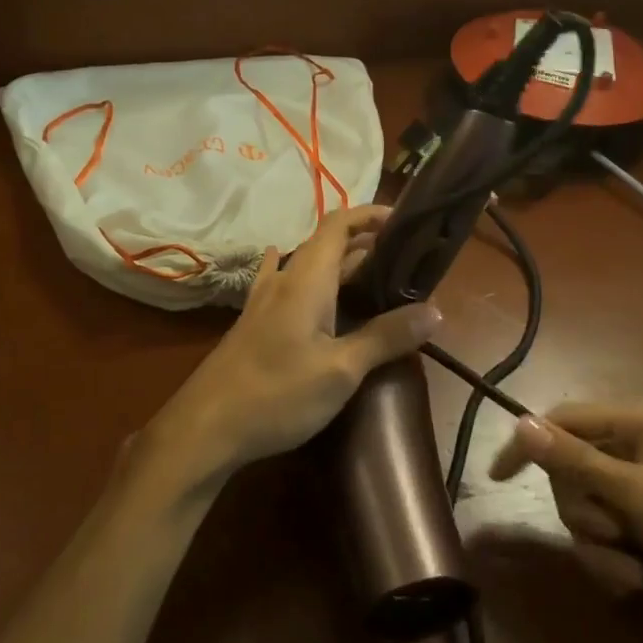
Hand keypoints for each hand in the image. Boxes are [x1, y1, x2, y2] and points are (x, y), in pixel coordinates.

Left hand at [144, 205, 441, 491]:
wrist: (206, 427)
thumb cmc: (277, 394)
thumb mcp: (341, 370)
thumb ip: (386, 337)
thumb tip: (435, 311)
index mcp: (306, 280)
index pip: (338, 224)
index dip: (370, 215)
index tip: (404, 222)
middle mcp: (284, 280)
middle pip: (326, 244)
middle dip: (365, 244)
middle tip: (404, 261)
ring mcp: (265, 302)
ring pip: (308, 267)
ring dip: (340, 264)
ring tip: (374, 275)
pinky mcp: (255, 324)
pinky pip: (287, 285)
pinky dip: (308, 278)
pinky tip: (299, 279)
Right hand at [488, 400, 642, 642]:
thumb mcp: (640, 494)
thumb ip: (576, 460)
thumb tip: (519, 423)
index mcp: (642, 420)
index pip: (565, 418)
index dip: (530, 445)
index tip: (498, 478)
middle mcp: (640, 446)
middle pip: (571, 467)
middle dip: (581, 508)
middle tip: (607, 533)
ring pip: (585, 505)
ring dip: (598, 541)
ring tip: (629, 565)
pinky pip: (606, 533)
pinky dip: (613, 558)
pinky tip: (636, 579)